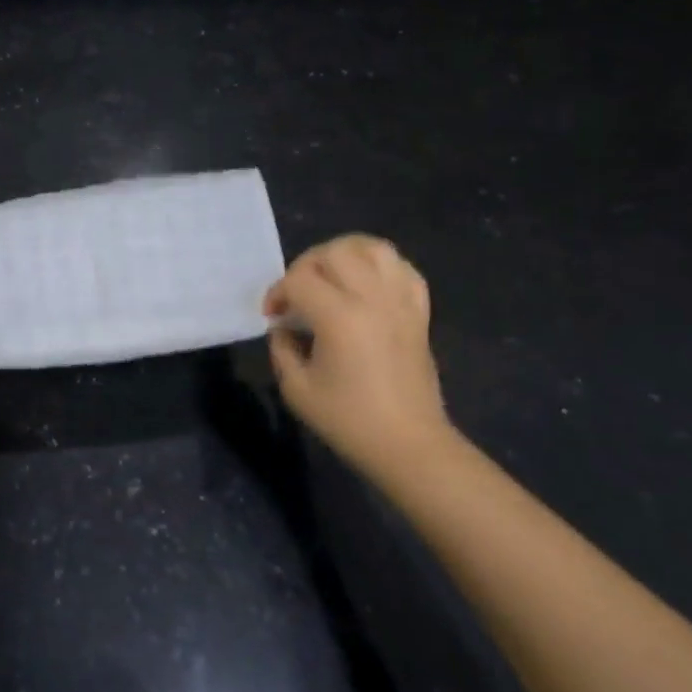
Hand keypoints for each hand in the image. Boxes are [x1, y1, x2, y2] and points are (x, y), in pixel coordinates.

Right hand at [264, 235, 456, 478]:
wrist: (408, 443)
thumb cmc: (348, 420)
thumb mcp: (297, 388)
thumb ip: (282, 348)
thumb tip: (284, 327)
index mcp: (339, 317)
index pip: (299, 280)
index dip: (278, 292)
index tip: (272, 316)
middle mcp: (373, 299)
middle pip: (334, 252)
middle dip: (306, 266)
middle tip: (297, 293)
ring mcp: (401, 302)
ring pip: (373, 248)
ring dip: (344, 254)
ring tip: (330, 276)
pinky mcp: (419, 312)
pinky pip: (403, 269)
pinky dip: (380, 266)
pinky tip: (364, 283)